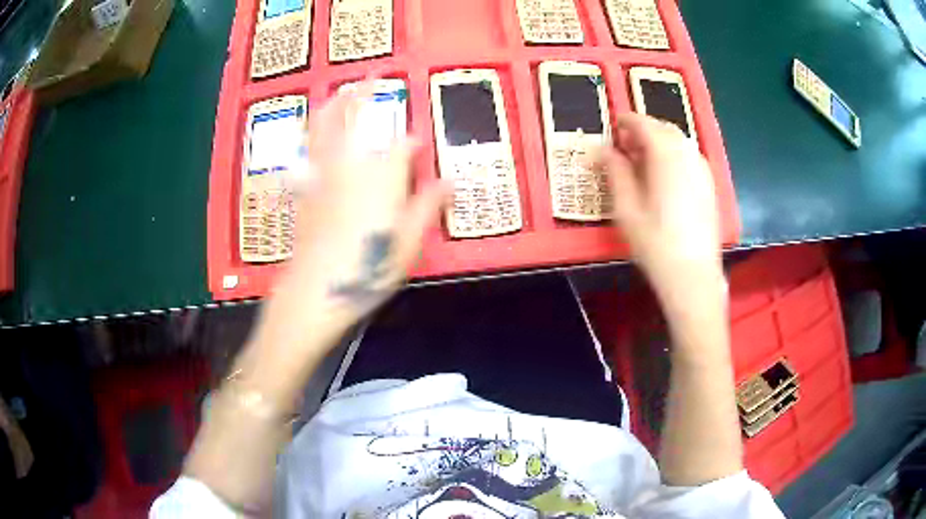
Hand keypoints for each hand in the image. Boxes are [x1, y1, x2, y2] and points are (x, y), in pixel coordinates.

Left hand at [280, 81, 448, 329]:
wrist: (318, 288)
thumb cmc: (370, 264)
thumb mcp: (410, 240)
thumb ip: (429, 205)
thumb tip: (451, 182)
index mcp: (382, 173)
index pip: (403, 146)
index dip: (413, 144)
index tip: (419, 148)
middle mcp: (350, 164)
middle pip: (353, 119)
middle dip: (361, 96)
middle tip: (367, 80)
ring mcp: (323, 175)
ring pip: (323, 129)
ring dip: (332, 107)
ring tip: (339, 93)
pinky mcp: (305, 192)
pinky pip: (308, 154)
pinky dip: (313, 139)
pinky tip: (315, 141)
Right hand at [596, 113, 723, 311]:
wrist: (693, 275)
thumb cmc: (655, 243)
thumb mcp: (626, 208)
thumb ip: (615, 172)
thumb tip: (604, 150)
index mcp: (665, 155)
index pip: (644, 124)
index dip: (626, 121)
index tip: (613, 126)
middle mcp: (687, 154)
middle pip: (664, 129)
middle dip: (643, 130)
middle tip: (625, 145)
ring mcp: (702, 169)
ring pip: (679, 142)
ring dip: (659, 142)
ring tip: (643, 160)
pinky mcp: (709, 185)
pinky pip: (689, 156)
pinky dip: (674, 155)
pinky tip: (664, 175)